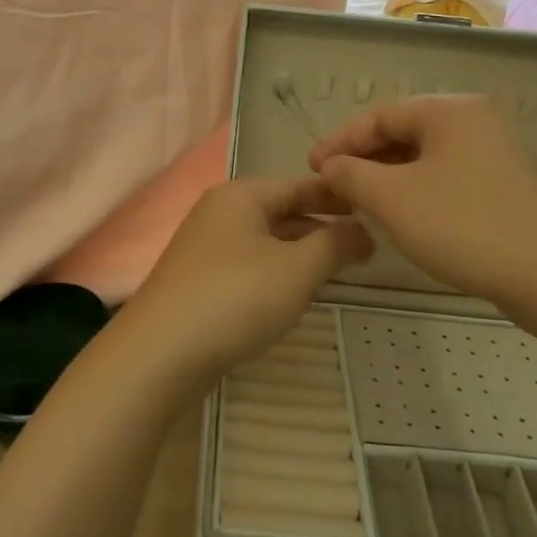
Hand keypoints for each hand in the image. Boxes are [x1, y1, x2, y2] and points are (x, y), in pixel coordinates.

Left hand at [123, 177, 372, 384]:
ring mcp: (204, 246)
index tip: (375, 211)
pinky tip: (293, 295)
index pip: (300, 184)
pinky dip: (276, 273)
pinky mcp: (198, 279)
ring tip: (338, 272)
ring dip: (301, 253)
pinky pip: (248, 265)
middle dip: (322, 227)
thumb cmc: (236, 297)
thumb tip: (362, 231)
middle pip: (282, 211)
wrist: (161, 352)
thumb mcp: (297, 269)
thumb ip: (334, 244)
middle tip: (365, 249)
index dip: (338, 197)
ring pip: (266, 240)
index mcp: (241, 195)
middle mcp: (219, 211)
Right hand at [308, 95, 536, 305]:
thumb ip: (352, 174)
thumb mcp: (393, 198)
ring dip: (387, 179)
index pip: (380, 114)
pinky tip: (402, 217)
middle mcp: (476, 123)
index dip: (340, 140)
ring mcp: (496, 156)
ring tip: (359, 204)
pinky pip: (447, 179)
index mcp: (450, 111)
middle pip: (404, 134)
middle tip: (332, 187)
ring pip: (425, 159)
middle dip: (363, 160)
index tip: (312, 168)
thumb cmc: (464, 224)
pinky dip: (416, 192)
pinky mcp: (505, 188)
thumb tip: (330, 165)